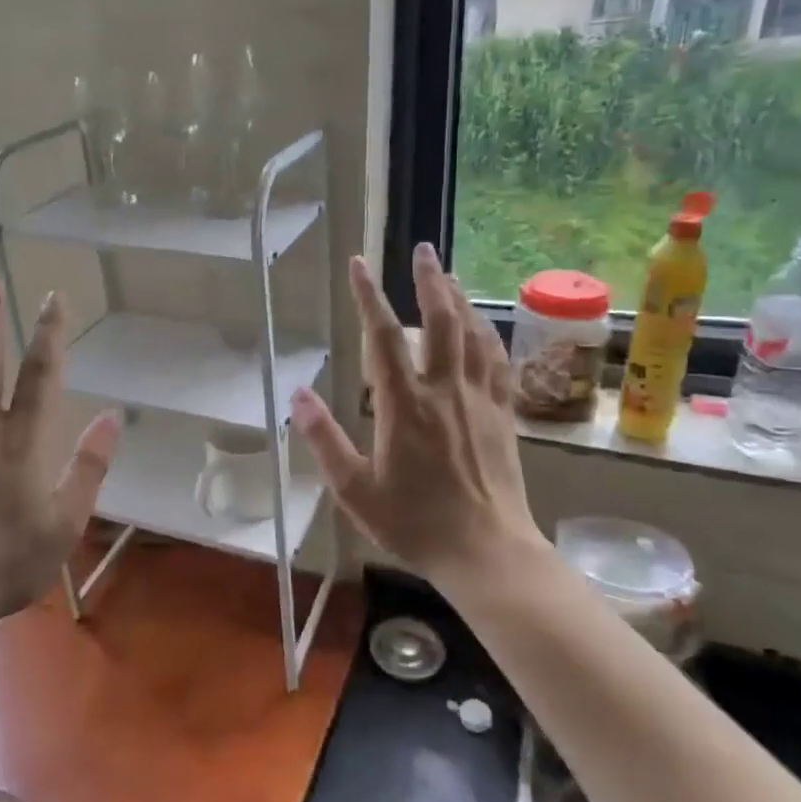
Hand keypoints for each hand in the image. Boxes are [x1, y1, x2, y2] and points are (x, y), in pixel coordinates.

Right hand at [292, 244, 544, 591]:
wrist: (487, 552)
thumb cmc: (415, 524)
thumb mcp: (355, 491)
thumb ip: (324, 440)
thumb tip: (296, 394)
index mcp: (404, 406)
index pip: (382, 337)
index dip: (368, 296)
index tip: (358, 264)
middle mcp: (444, 391)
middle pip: (440, 321)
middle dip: (430, 280)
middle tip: (422, 249)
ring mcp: (479, 400)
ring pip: (472, 334)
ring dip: (459, 299)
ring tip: (449, 275)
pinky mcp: (503, 414)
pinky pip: (497, 361)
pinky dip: (488, 334)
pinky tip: (482, 325)